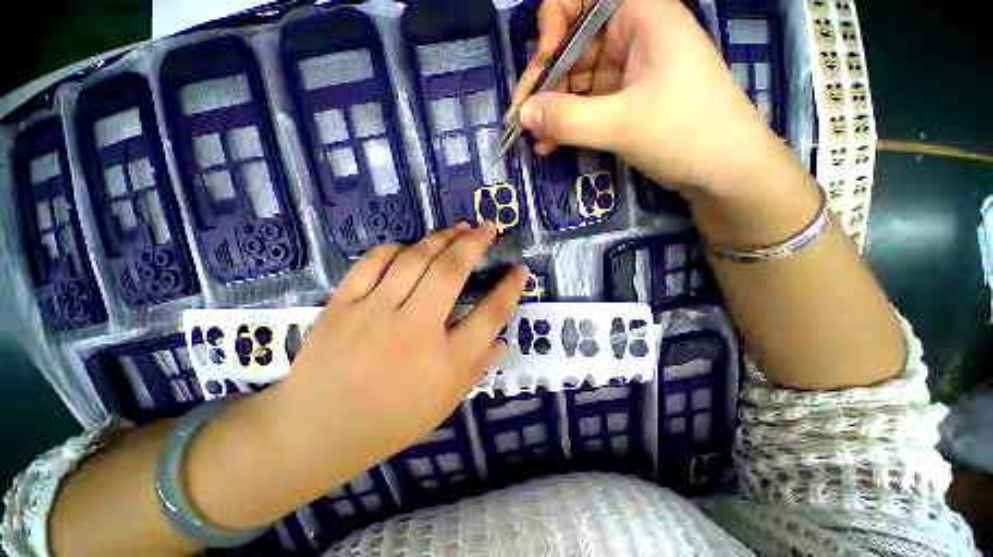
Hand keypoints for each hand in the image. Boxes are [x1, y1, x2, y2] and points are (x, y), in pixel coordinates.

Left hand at [274, 223, 526, 474]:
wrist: (315, 432)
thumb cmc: (388, 422)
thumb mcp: (443, 403)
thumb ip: (477, 369)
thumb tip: (504, 341)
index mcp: (444, 363)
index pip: (490, 315)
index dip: (510, 289)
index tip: (521, 270)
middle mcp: (414, 332)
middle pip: (451, 273)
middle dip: (475, 244)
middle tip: (489, 227)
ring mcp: (373, 314)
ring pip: (414, 260)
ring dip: (441, 238)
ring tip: (458, 230)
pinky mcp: (341, 306)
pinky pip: (373, 263)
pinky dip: (397, 249)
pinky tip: (411, 247)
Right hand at [510, 0, 777, 196]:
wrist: (724, 171)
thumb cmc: (685, 133)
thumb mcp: (621, 124)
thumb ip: (567, 118)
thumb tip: (523, 115)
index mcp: (640, 15)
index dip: (554, 23)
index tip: (544, 63)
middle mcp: (632, 35)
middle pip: (573, 46)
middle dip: (544, 84)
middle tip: (521, 120)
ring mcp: (629, 71)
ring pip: (576, 81)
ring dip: (552, 111)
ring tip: (535, 141)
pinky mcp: (626, 101)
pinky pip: (586, 105)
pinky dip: (567, 124)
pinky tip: (549, 145)